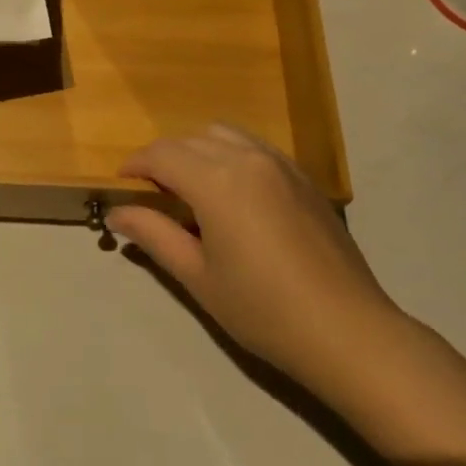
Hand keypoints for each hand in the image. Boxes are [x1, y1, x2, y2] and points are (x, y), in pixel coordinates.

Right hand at [109, 125, 399, 401]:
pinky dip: (230, 154)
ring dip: (198, 150)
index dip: (136, 165)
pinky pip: (254, 146)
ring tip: (194, 190)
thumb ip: (154, 235)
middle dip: (164, 159)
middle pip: (190, 139)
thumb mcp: (198, 277)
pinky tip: (235, 195)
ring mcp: (279, 162)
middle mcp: (247, 157)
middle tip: (155, 196)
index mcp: (217, 180)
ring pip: (223, 134)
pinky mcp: (302, 175)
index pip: (162, 154)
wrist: (347, 330)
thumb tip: (118, 212)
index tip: (123, 185)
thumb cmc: (264, 310)